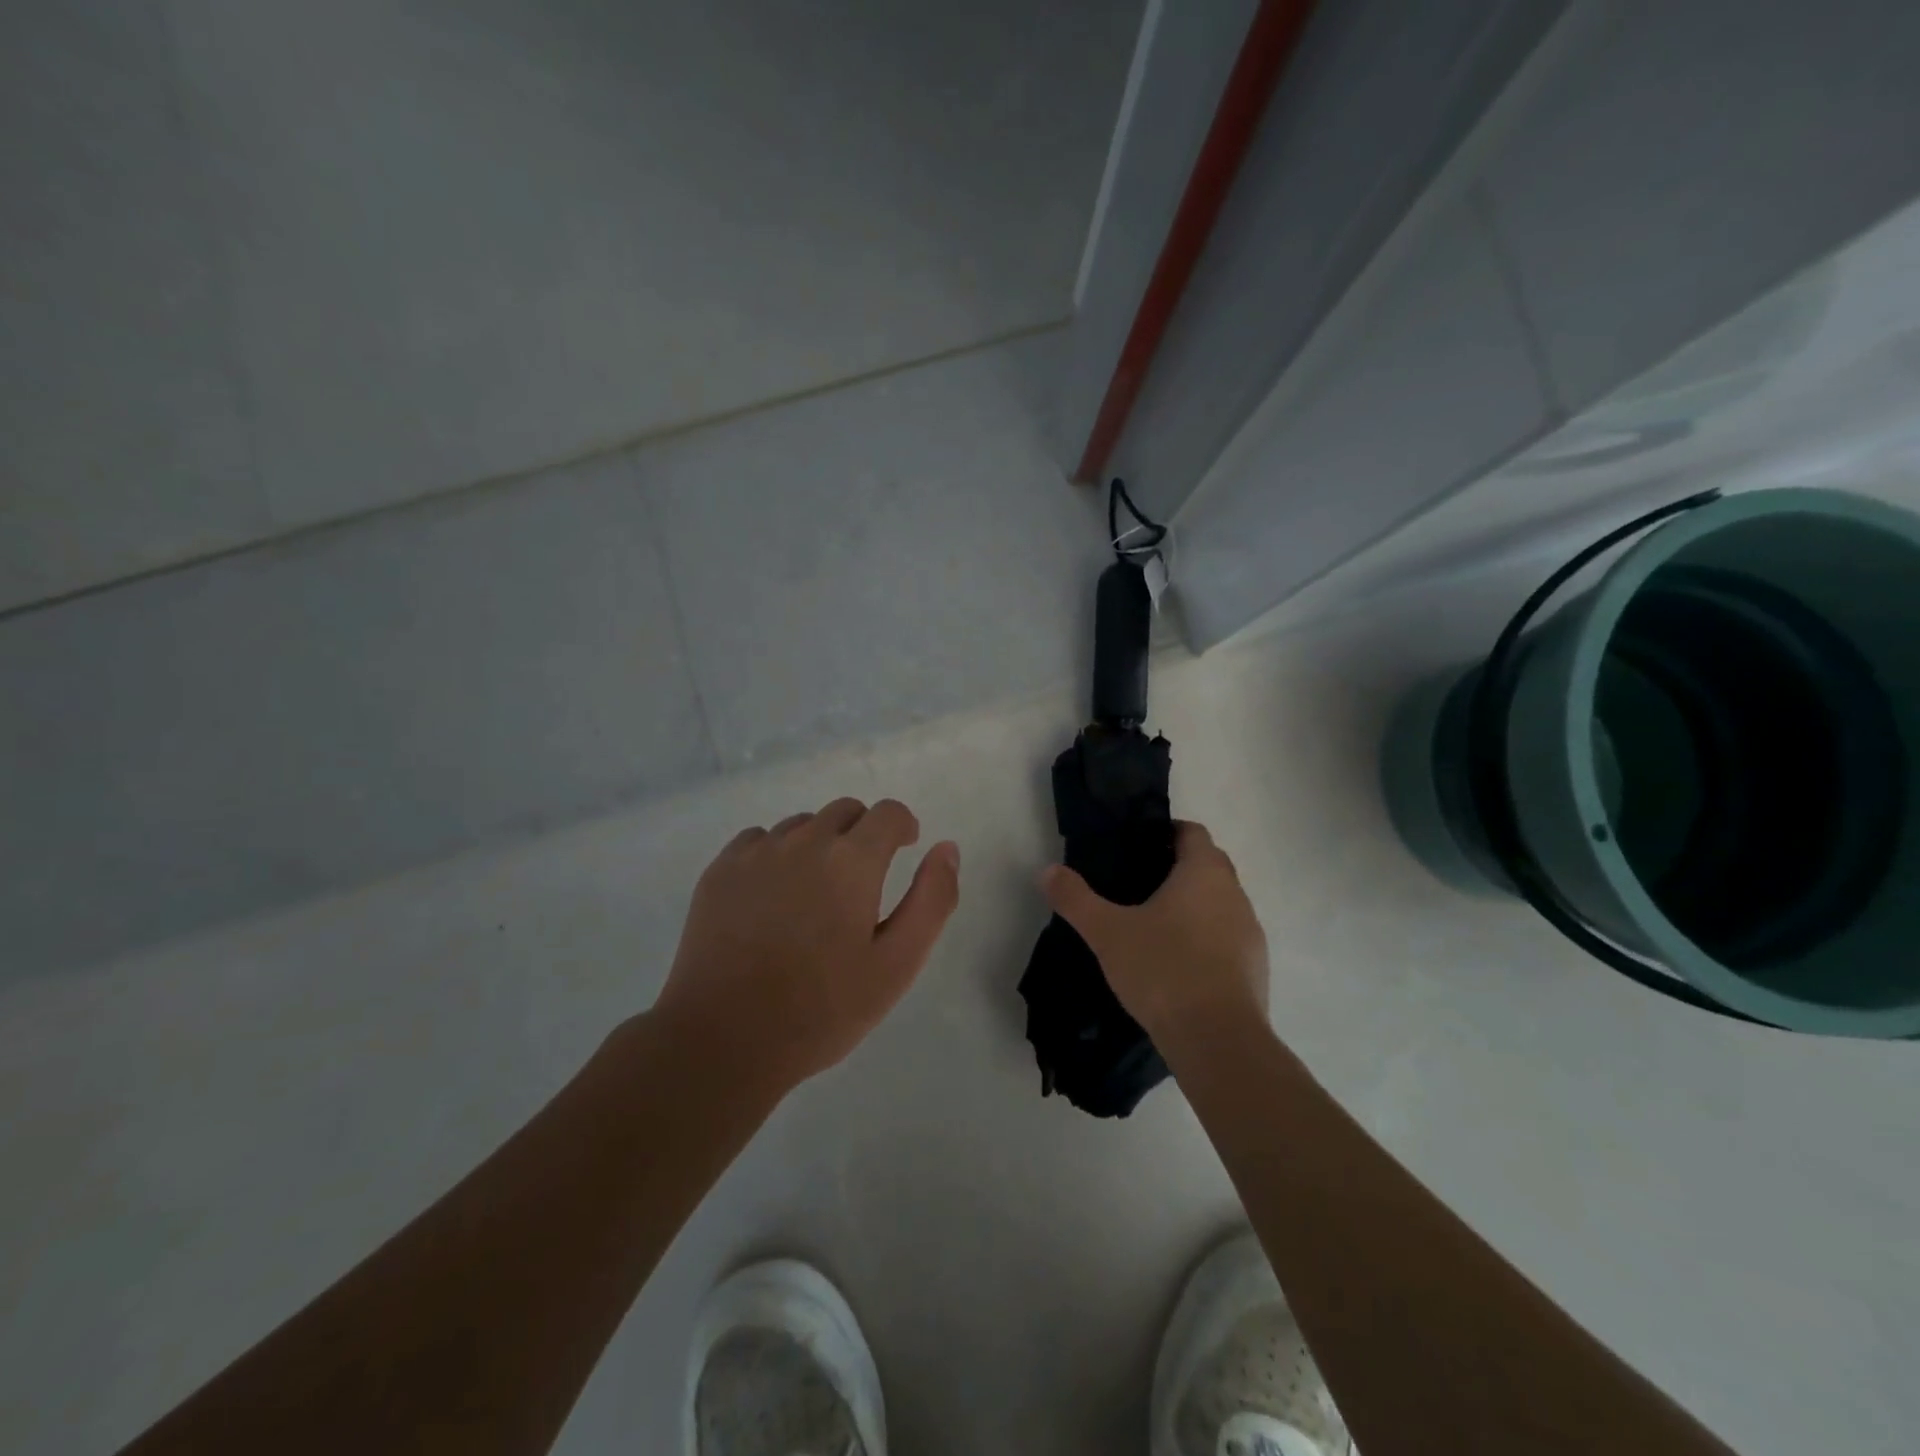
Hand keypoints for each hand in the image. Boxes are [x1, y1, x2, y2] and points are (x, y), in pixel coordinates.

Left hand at [653, 797, 960, 1093]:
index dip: (902, 826)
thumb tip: (946, 847)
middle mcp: (804, 841)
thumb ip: (932, 899)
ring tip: (814, 895)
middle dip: (863, 834)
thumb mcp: (897, 964)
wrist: (723, 1040)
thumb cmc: (822, 1009)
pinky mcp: (720, 870)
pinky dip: (776, 854)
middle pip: (845, 811)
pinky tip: (772, 898)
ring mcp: (756, 852)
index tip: (903, 849)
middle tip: (861, 882)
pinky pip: (759, 840)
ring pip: (801, 825)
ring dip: (819, 844)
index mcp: (852, 860)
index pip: (888, 813)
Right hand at [1041, 821, 1267, 1042]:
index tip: (1139, 847)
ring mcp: (1250, 932)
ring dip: (1195, 906)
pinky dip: (1207, 940)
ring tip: (1156, 926)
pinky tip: (1179, 964)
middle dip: (1178, 868)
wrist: (1218, 1040)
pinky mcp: (1256, 968)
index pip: (1192, 832)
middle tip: (1139, 884)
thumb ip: (1076, 899)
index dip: (1167, 832)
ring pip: (1220, 903)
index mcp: (1204, 872)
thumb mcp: (1107, 932)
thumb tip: (1047, 871)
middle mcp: (1235, 894)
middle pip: (1209, 865)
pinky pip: (1228, 938)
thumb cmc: (1163, 969)